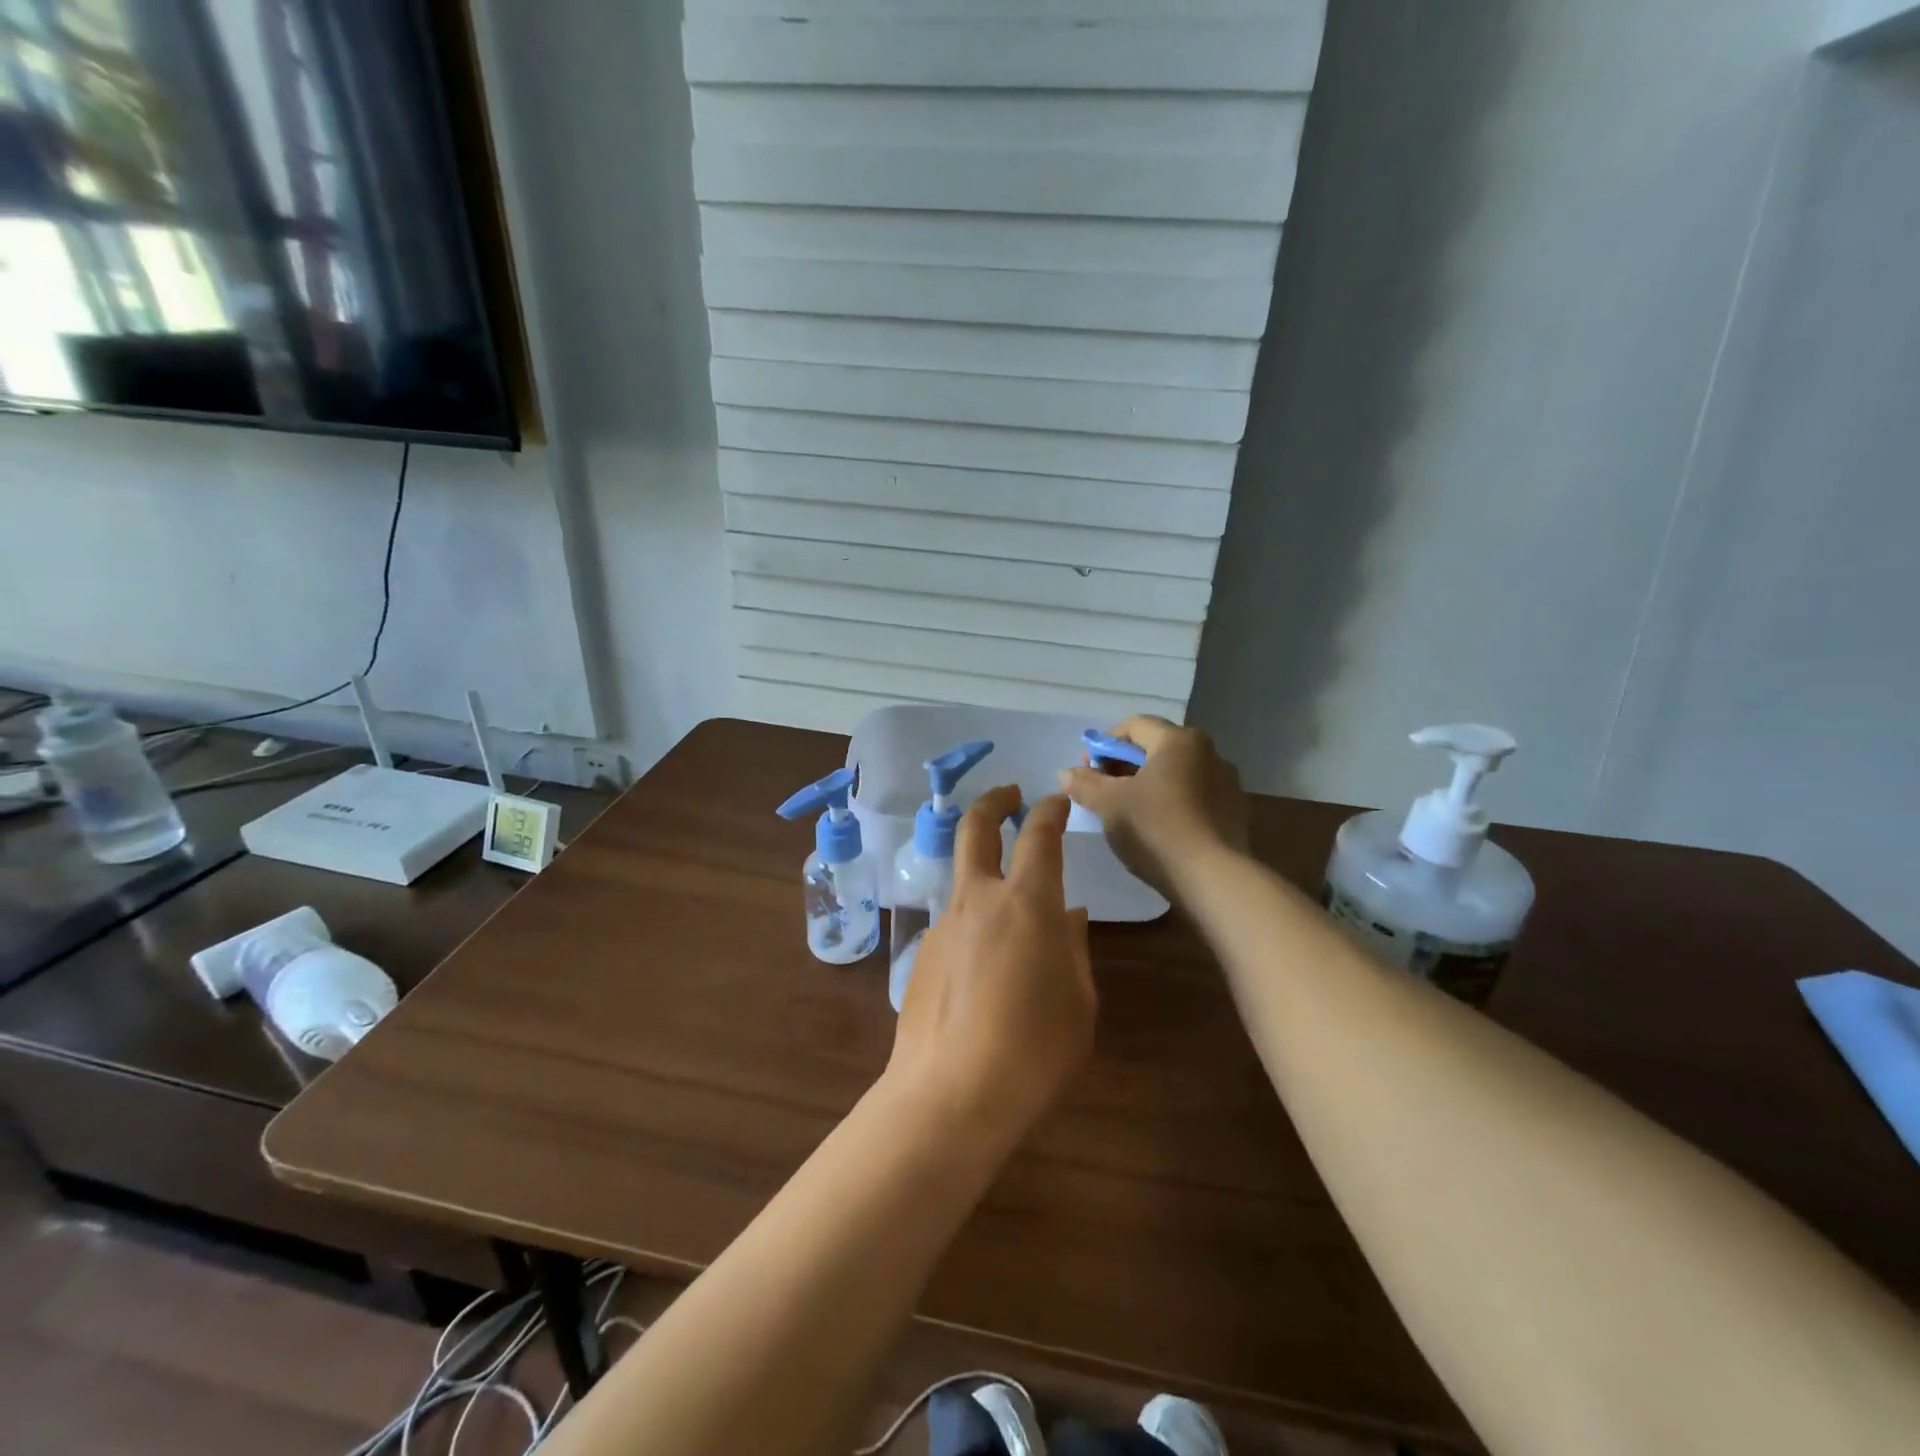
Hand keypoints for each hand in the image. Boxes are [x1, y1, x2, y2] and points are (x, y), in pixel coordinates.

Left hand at [887, 787, 1094, 1143]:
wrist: (950, 1094)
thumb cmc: (1034, 1051)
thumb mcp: (1078, 1003)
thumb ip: (1072, 949)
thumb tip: (1067, 913)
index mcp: (1027, 903)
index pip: (1039, 835)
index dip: (1050, 811)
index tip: (1057, 801)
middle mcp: (979, 899)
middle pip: (975, 827)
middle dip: (993, 801)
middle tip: (1009, 795)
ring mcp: (943, 924)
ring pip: (962, 878)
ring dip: (983, 873)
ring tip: (1011, 918)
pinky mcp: (921, 953)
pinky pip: (954, 924)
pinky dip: (973, 925)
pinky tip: (985, 972)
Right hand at [1060, 716, 1248, 902]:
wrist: (1214, 880)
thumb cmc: (1156, 829)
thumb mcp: (1109, 804)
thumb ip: (1084, 783)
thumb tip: (1066, 773)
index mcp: (1179, 740)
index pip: (1134, 726)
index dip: (1104, 745)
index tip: (1087, 771)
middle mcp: (1209, 753)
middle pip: (1156, 749)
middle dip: (1124, 767)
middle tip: (1102, 793)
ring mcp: (1227, 784)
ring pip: (1176, 775)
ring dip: (1148, 786)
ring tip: (1128, 815)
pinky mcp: (1234, 814)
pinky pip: (1194, 798)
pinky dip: (1171, 805)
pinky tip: (1158, 831)